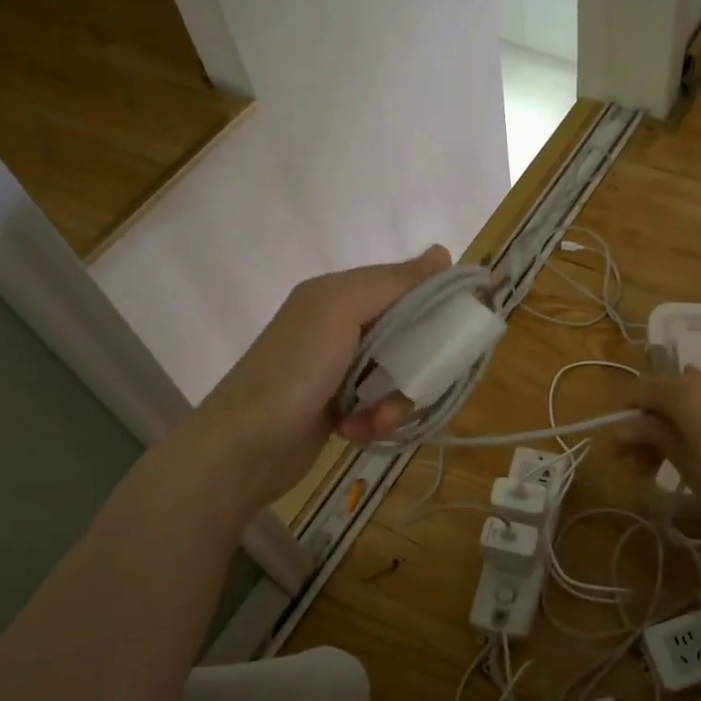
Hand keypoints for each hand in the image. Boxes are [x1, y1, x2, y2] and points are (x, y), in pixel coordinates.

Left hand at [187, 246, 451, 508]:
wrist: (242, 448)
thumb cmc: (294, 371)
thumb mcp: (341, 311)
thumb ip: (392, 282)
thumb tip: (443, 252)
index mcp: (338, 294)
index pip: (404, 286)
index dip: (434, 304)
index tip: (458, 330)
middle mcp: (337, 326)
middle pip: (407, 336)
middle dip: (414, 364)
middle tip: (414, 385)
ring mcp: (337, 370)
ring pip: (396, 376)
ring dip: (394, 402)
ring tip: (373, 420)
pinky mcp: (337, 408)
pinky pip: (378, 407)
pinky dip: (374, 422)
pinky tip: (355, 433)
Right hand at [620, 368, 700, 566]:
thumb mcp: (694, 472)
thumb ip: (658, 439)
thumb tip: (626, 424)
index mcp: (691, 393)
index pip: (641, 391)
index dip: (626, 421)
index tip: (625, 458)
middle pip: (671, 393)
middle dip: (653, 426)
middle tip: (649, 471)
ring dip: (682, 425)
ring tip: (686, 468)